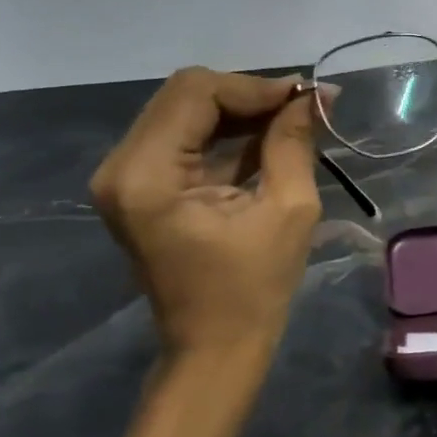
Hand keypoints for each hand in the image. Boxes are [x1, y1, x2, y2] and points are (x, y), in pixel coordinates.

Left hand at [90, 68, 322, 364]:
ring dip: (239, 111)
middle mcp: (121, 167)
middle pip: (185, 95)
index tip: (305, 98)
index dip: (254, 87)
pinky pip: (184, 137)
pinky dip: (226, 132)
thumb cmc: (254, 289)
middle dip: (247, 95)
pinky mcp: (140, 186)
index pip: (196, 94)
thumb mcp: (288, 209)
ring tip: (292, 120)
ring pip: (185, 111)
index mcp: (146, 176)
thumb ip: (294, 141)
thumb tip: (315, 93)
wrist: (214, 349)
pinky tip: (268, 138)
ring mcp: (125, 177)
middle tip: (301, 108)